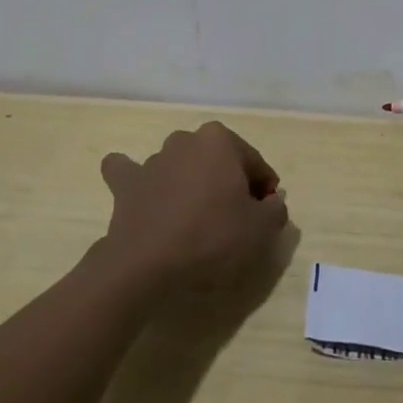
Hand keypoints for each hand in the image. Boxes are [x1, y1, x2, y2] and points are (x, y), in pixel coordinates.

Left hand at [99, 122, 289, 292]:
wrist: (147, 263)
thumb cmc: (212, 236)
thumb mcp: (261, 228)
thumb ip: (276, 208)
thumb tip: (272, 201)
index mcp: (220, 140)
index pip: (254, 164)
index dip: (264, 190)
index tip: (265, 215)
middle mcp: (186, 140)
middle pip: (218, 161)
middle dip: (228, 182)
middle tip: (233, 219)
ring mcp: (153, 159)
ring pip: (181, 165)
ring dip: (190, 182)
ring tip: (195, 219)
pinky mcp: (126, 182)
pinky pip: (130, 172)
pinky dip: (138, 178)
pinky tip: (142, 189)